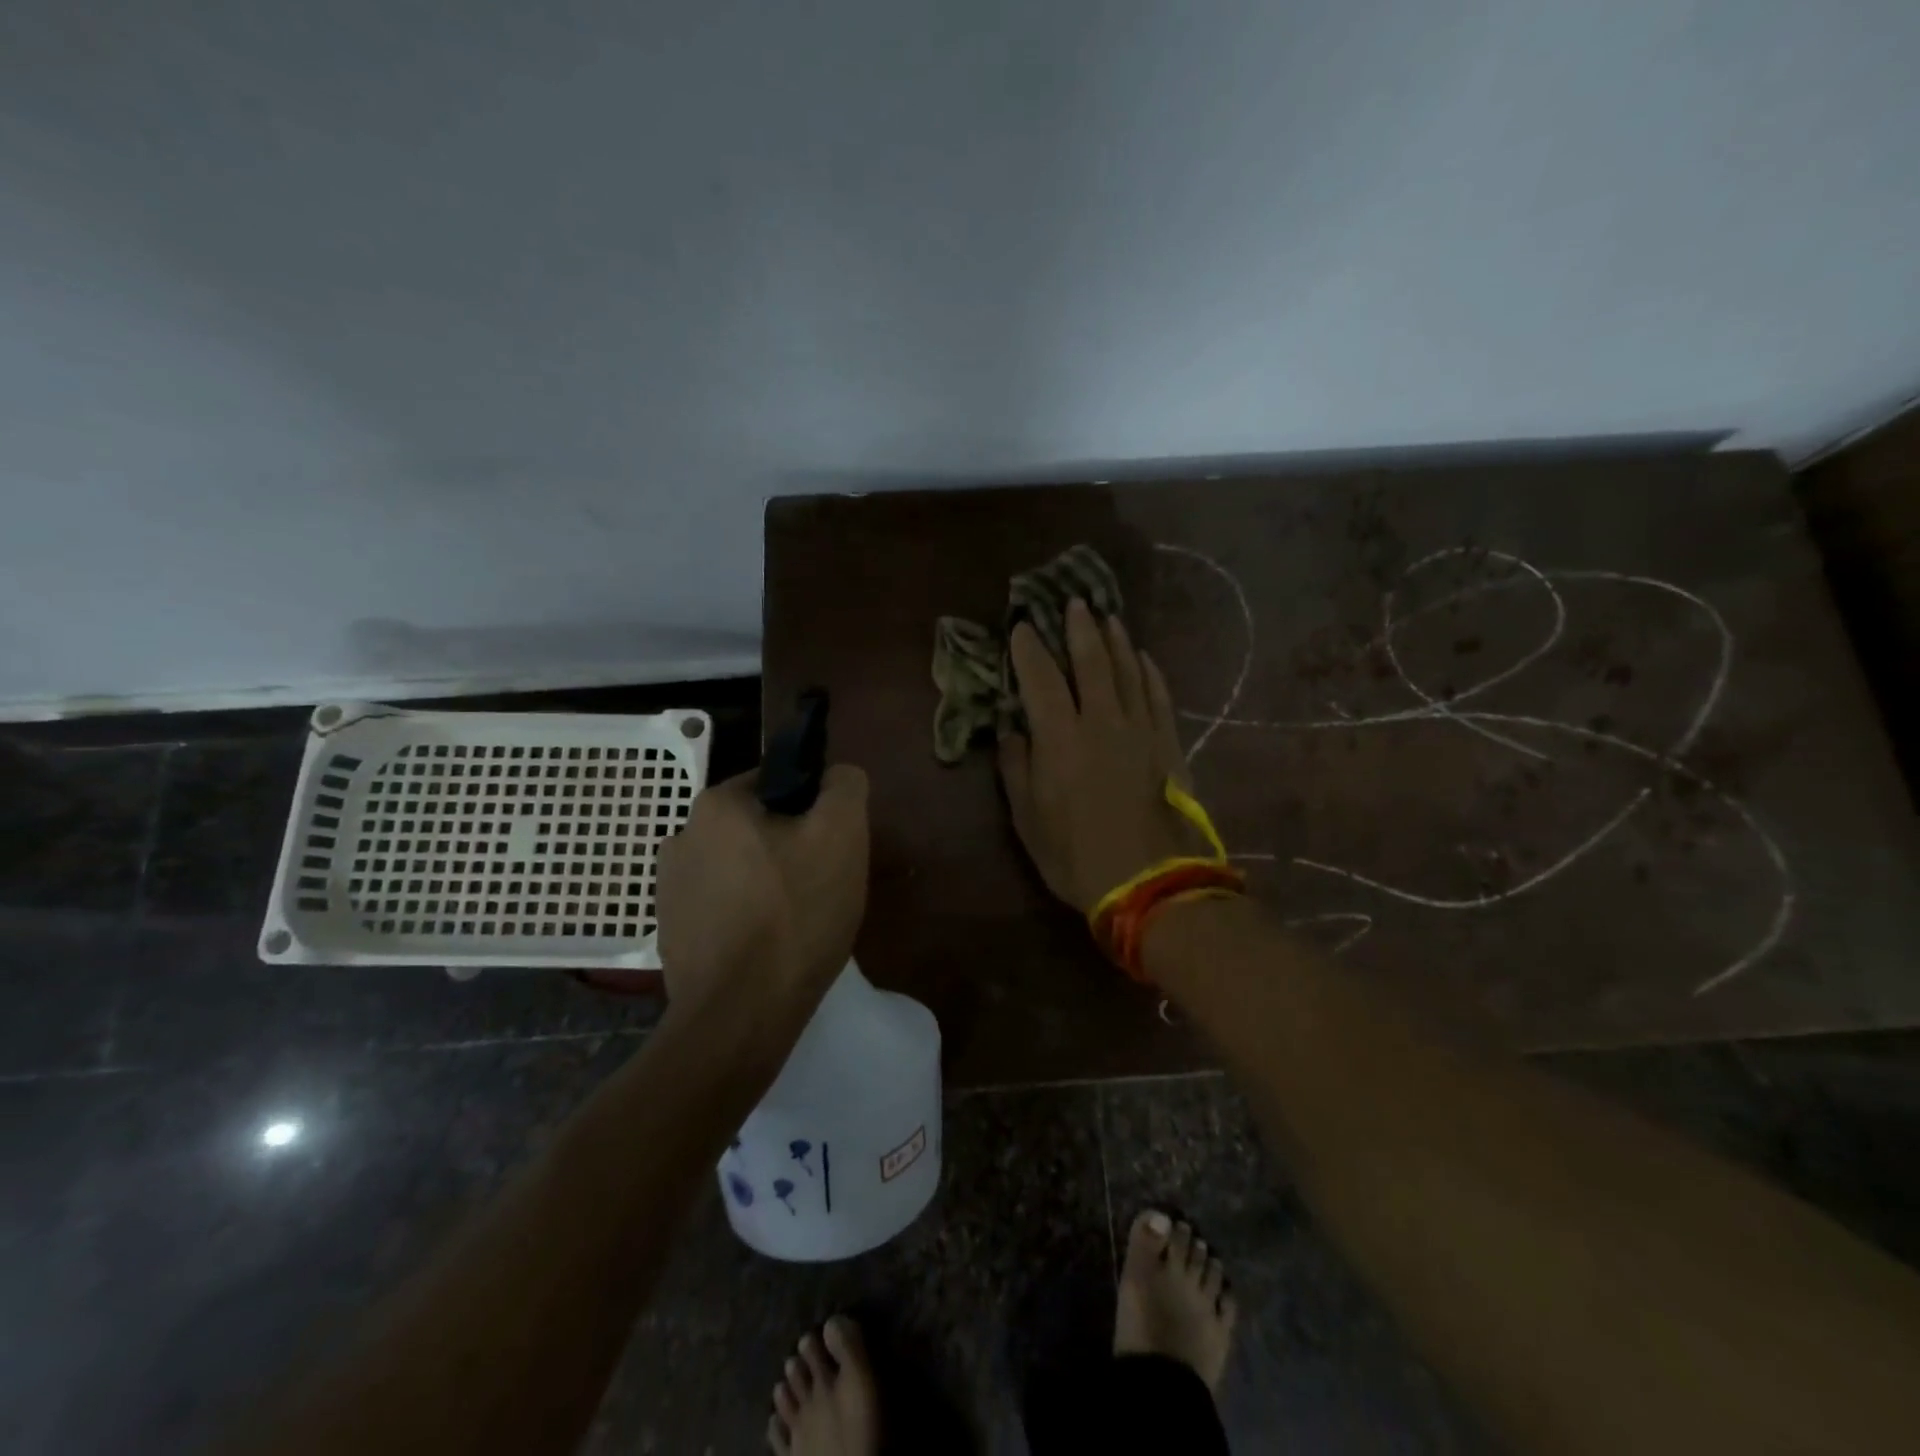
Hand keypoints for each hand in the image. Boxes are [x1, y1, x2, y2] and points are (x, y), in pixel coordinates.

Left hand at [656, 765, 869, 1021]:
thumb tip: (836, 775)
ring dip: (766, 883)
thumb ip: (844, 787)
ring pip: (739, 868)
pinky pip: (721, 907)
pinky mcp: (671, 931)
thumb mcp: (842, 835)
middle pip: (757, 828)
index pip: (777, 783)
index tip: (831, 849)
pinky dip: (745, 917)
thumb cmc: (795, 914)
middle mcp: (681, 836)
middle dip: (790, 849)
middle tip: (820, 887)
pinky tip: (766, 947)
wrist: (740, 1014)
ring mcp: (669, 888)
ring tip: (795, 923)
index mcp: (716, 804)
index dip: (813, 811)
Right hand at [998, 598, 1197, 911]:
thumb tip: (1012, 731)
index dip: (1029, 649)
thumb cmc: (1076, 855)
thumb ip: (1017, 768)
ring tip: (1108, 617)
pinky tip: (1144, 658)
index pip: (1041, 678)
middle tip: (1074, 602)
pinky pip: (1158, 696)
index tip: (1021, 627)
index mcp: (1060, 737)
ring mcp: (1140, 729)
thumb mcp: (1028, 819)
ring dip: (1116, 641)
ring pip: (1128, 671)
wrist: (1149, 882)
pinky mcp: (1168, 743)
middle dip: (1079, 629)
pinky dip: (1150, 672)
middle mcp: (1101, 721)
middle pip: (1091, 662)